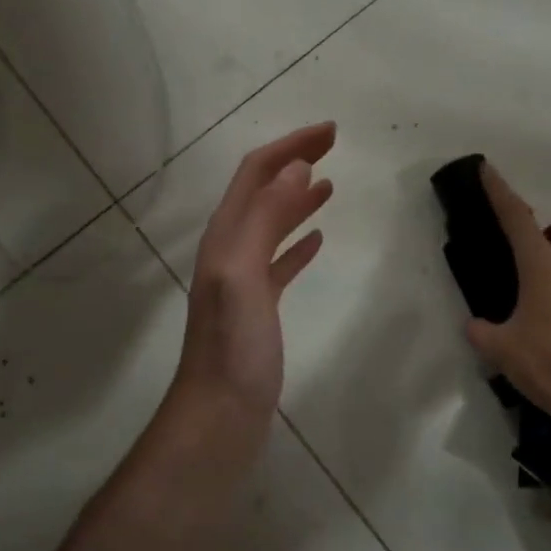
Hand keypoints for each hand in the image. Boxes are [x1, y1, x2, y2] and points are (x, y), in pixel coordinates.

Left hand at [169, 123, 335, 430]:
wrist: (218, 418)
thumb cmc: (233, 348)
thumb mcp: (245, 274)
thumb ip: (266, 218)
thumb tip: (296, 166)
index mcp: (226, 236)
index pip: (257, 173)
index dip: (290, 146)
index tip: (330, 132)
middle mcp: (230, 250)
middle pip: (263, 192)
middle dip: (294, 163)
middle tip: (332, 145)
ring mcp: (243, 281)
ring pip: (272, 225)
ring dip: (297, 199)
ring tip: (328, 184)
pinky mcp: (258, 309)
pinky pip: (280, 262)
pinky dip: (297, 243)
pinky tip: (318, 240)